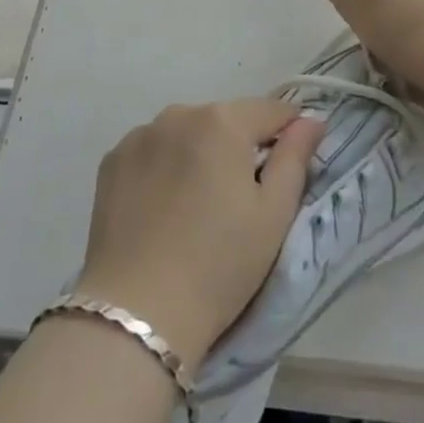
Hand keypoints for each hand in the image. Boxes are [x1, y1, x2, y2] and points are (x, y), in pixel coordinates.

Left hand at [75, 99, 323, 366]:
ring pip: (186, 133)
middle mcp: (178, 113)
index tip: (289, 169)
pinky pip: (153, 151)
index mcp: (222, 121)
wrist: (138, 311)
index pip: (271, 111)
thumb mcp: (274, 215)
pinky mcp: (112, 161)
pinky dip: (164, 167)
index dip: (288, 134)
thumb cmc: (220, 265)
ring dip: (199, 154)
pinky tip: (163, 209)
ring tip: (198, 207)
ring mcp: (140, 135)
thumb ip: (295, 158)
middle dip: (239, 146)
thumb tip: (311, 120)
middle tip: (241, 200)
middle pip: (225, 120)